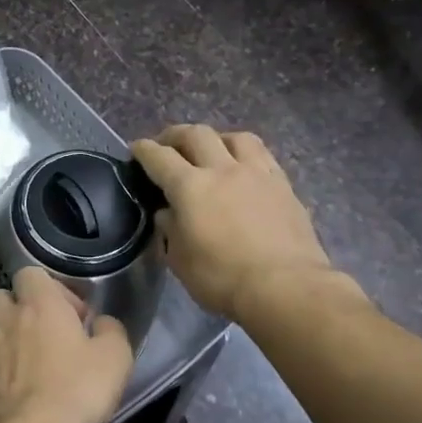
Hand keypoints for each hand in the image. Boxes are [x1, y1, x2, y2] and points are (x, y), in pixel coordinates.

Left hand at [0, 267, 133, 422]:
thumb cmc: (76, 389)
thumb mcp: (115, 358)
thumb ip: (111, 330)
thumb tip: (101, 322)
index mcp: (38, 303)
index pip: (30, 272)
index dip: (54, 288)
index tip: (75, 316)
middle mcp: (7, 317)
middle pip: (5, 295)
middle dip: (24, 307)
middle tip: (50, 332)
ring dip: (11, 333)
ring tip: (34, 359)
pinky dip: (4, 363)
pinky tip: (24, 384)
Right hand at [131, 125, 360, 320]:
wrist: (285, 287)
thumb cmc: (222, 278)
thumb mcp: (179, 260)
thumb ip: (170, 229)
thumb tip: (167, 212)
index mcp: (190, 187)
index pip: (159, 157)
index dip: (143, 150)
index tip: (136, 149)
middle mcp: (222, 170)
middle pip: (196, 134)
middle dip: (175, 135)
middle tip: (167, 145)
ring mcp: (257, 174)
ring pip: (234, 137)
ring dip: (216, 139)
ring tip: (211, 151)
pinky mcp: (283, 185)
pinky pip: (262, 155)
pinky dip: (245, 154)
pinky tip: (243, 169)